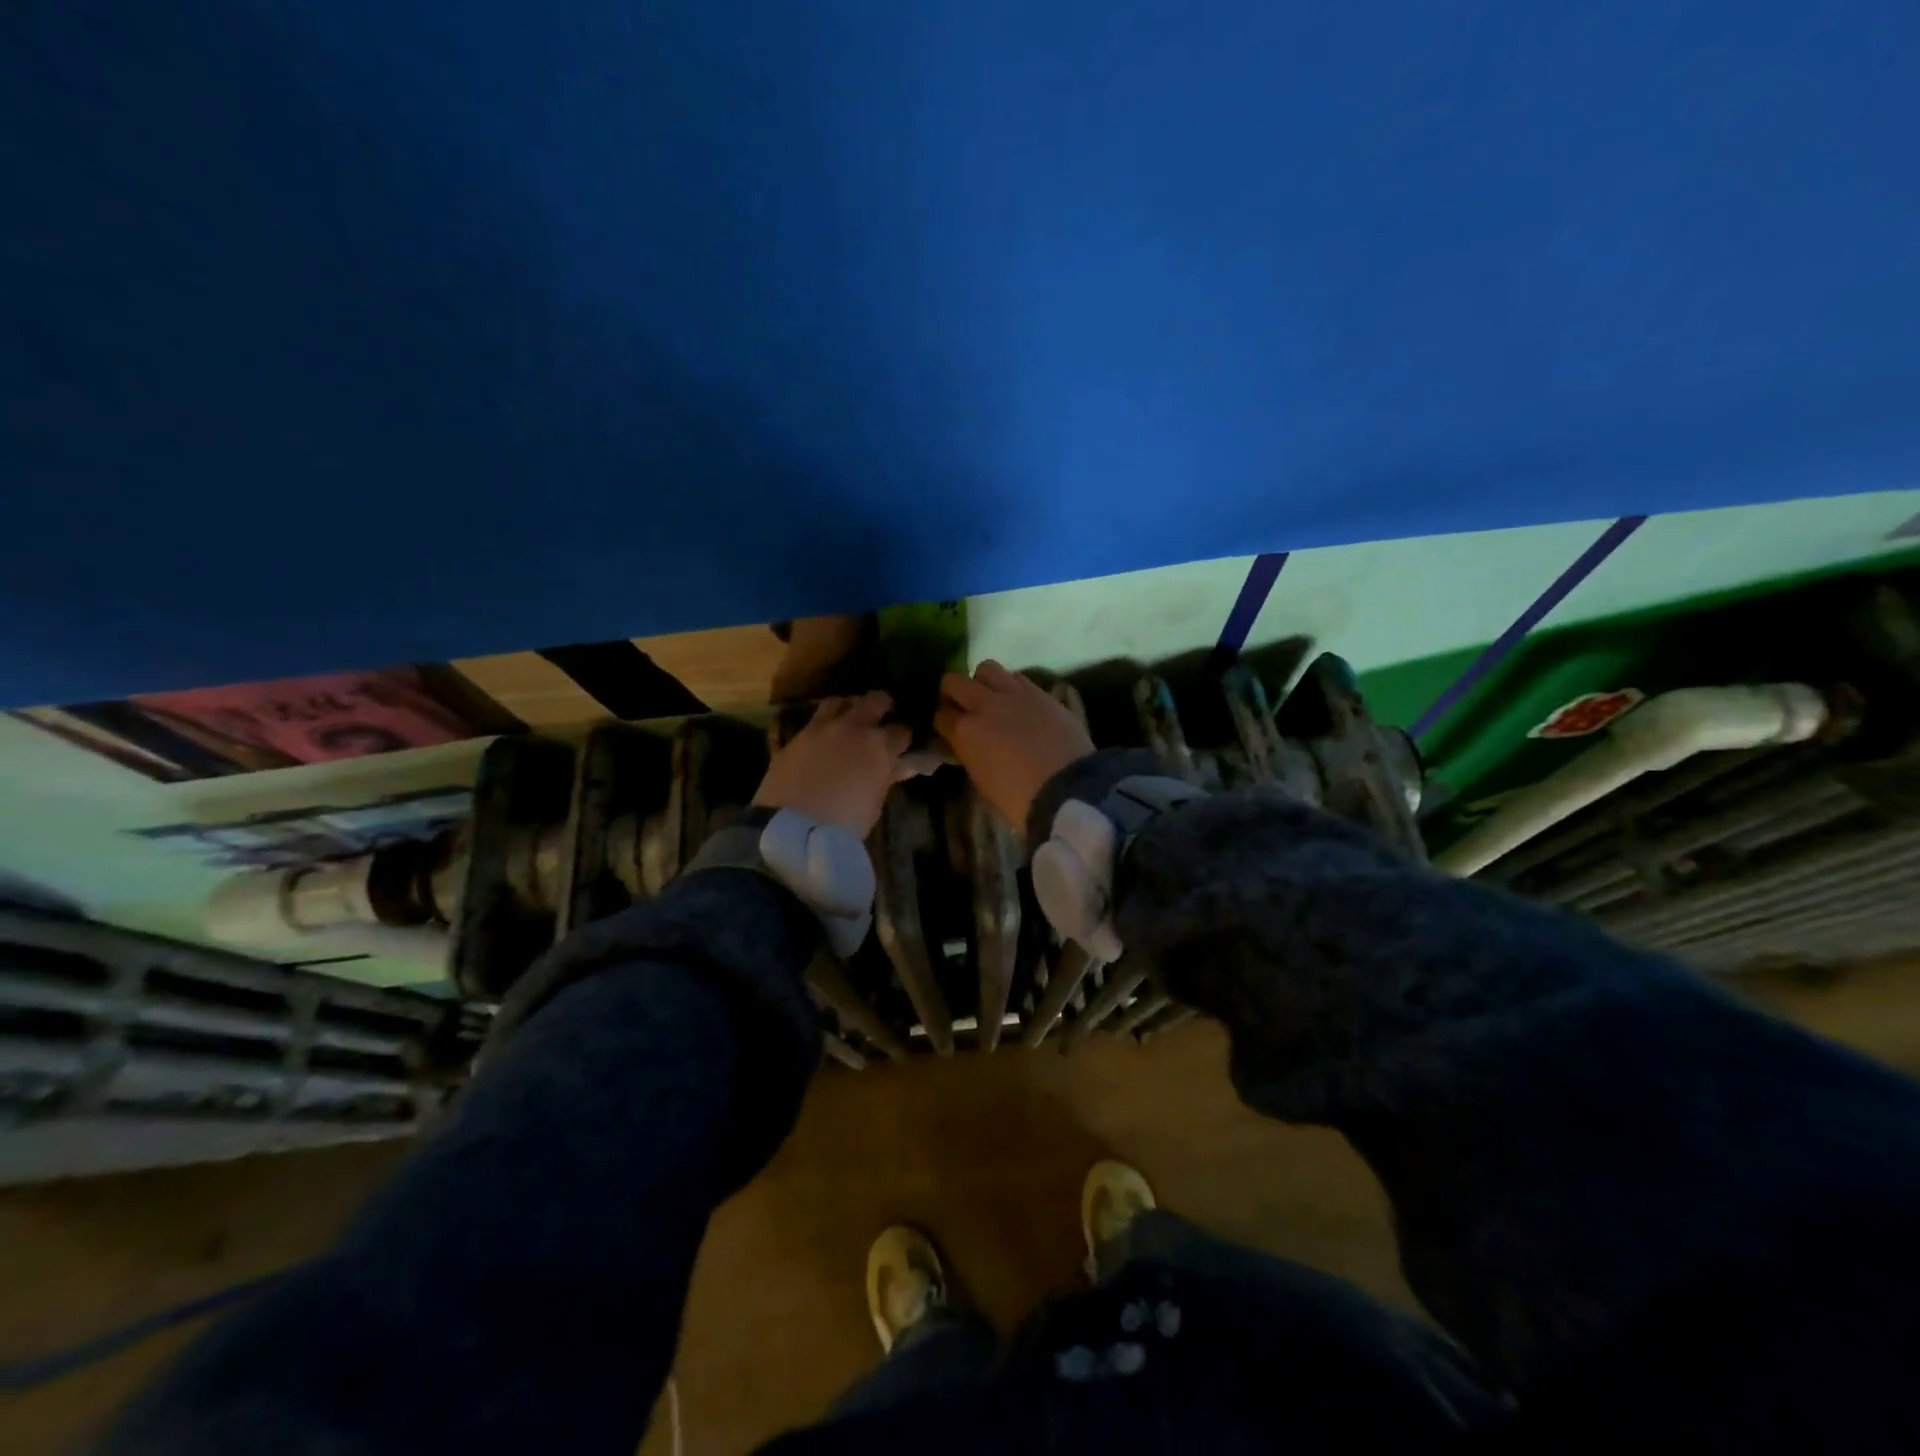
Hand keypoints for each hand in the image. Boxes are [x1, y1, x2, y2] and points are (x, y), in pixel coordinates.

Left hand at [753, 691, 915, 836]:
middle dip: (882, 705)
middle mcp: (851, 728)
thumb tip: (901, 765)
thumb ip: (887, 777)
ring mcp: (819, 729)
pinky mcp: (794, 738)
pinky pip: (810, 723)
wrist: (794, 829)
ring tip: (850, 716)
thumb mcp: (874, 802)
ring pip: (838, 702)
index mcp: (878, 746)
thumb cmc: (845, 823)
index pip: (901, 731)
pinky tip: (822, 738)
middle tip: (884, 714)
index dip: (904, 738)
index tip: (904, 745)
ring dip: (848, 707)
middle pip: (873, 701)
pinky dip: (821, 727)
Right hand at [934, 661, 1095, 830]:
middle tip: (961, 706)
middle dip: (952, 692)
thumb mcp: (982, 780)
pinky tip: (1018, 701)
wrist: (1067, 789)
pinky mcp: (1041, 692)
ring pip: (987, 668)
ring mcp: (1014, 694)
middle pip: (954, 681)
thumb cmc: (1019, 799)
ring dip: (983, 681)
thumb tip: (968, 744)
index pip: (941, 715)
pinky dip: (1012, 685)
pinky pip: (1017, 677)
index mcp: (965, 732)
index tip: (949, 729)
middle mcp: (985, 705)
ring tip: (991, 697)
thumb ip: (970, 753)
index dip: (943, 721)